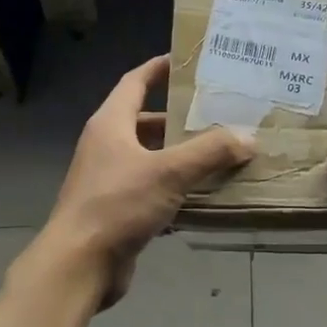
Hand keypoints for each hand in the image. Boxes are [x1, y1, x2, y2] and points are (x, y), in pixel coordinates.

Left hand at [36, 55, 251, 306]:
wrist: (79, 264)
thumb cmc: (117, 205)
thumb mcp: (168, 172)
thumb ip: (210, 152)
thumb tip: (248, 138)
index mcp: (111, 125)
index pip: (135, 83)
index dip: (158, 68)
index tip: (185, 62)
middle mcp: (107, 147)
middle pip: (147, 122)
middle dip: (180, 119)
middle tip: (218, 115)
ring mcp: (110, 180)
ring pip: (152, 159)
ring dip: (182, 157)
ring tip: (221, 154)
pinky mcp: (118, 211)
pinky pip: (153, 191)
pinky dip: (177, 190)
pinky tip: (206, 197)